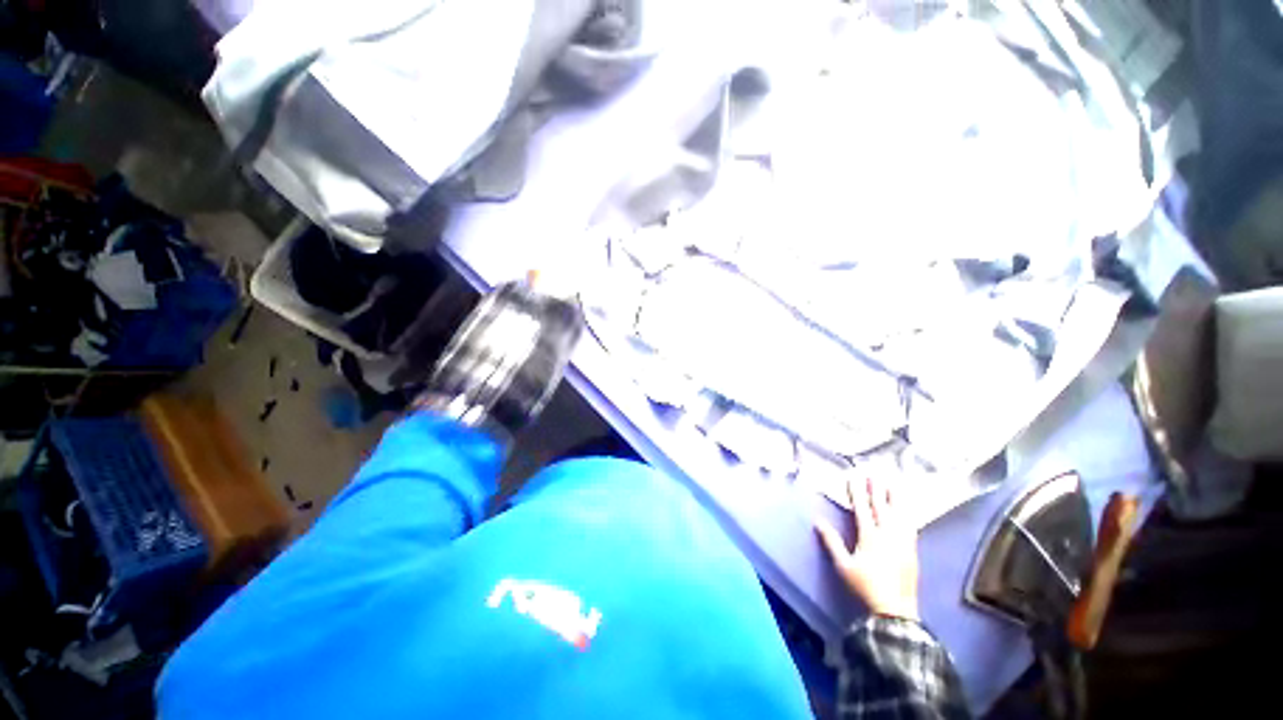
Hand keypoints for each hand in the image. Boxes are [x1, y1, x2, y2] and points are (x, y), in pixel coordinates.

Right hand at [816, 476, 920, 620]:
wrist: (894, 610)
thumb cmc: (865, 586)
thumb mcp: (843, 565)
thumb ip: (832, 541)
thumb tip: (818, 521)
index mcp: (869, 537)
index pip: (862, 508)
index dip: (857, 492)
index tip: (854, 478)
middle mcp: (887, 535)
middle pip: (881, 508)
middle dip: (876, 490)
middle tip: (874, 475)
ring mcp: (902, 543)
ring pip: (899, 515)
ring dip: (895, 499)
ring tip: (893, 486)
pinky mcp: (912, 551)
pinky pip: (910, 527)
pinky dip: (907, 515)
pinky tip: (907, 512)